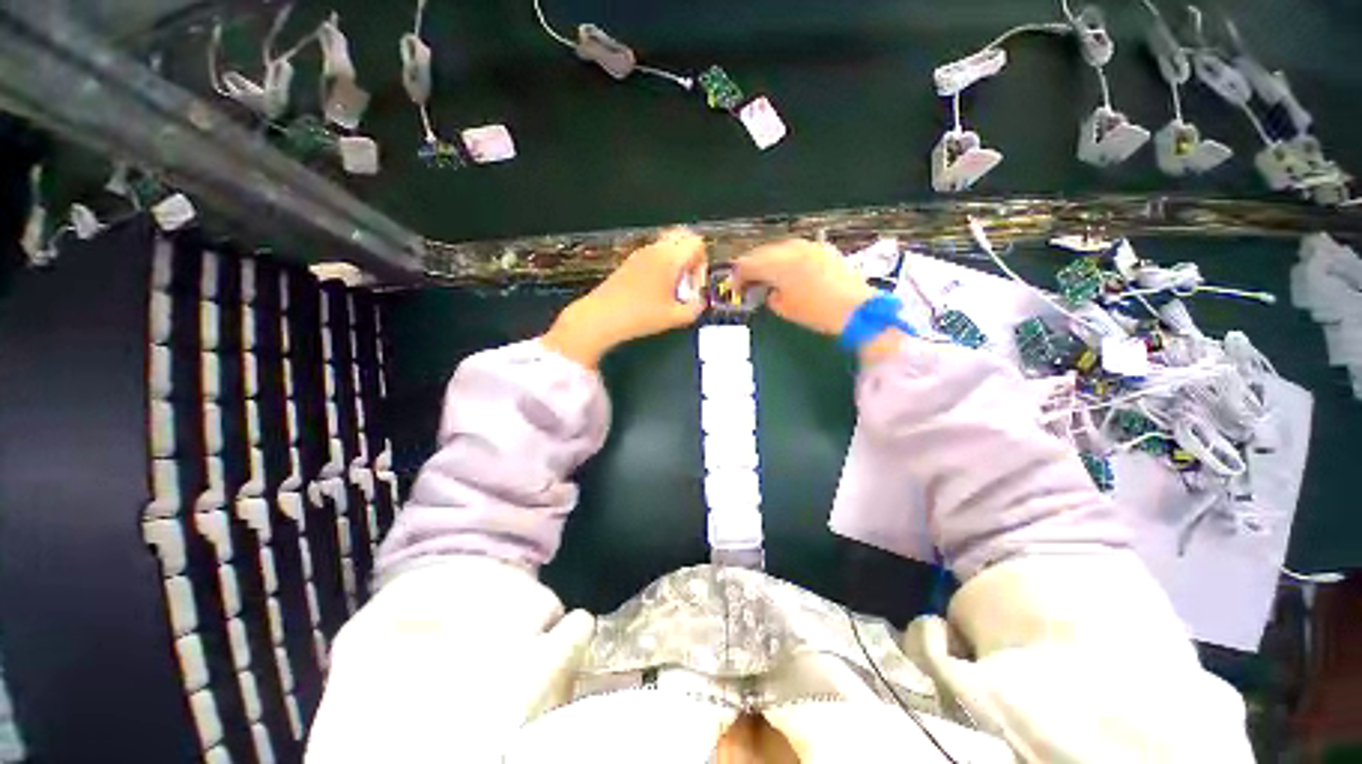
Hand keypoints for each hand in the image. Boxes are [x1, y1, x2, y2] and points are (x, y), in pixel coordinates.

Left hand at [543, 228, 706, 367]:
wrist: (601, 317)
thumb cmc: (641, 316)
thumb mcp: (675, 317)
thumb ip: (695, 307)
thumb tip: (700, 301)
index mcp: (670, 257)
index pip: (697, 242)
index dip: (703, 262)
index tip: (695, 285)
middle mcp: (656, 249)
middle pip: (683, 237)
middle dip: (691, 257)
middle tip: (687, 282)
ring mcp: (640, 253)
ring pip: (667, 245)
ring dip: (676, 262)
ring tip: (671, 290)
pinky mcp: (629, 262)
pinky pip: (654, 254)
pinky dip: (662, 265)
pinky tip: (655, 291)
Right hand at [732, 239, 873, 335]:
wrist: (856, 309)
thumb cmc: (817, 312)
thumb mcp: (785, 309)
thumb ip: (770, 296)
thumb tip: (768, 290)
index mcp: (779, 265)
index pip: (748, 264)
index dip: (737, 276)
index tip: (734, 287)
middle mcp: (791, 249)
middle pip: (762, 252)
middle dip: (751, 266)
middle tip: (746, 281)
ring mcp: (809, 246)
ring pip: (779, 248)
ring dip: (769, 261)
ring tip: (766, 276)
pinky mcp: (823, 249)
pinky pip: (796, 249)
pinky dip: (786, 259)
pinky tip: (788, 270)